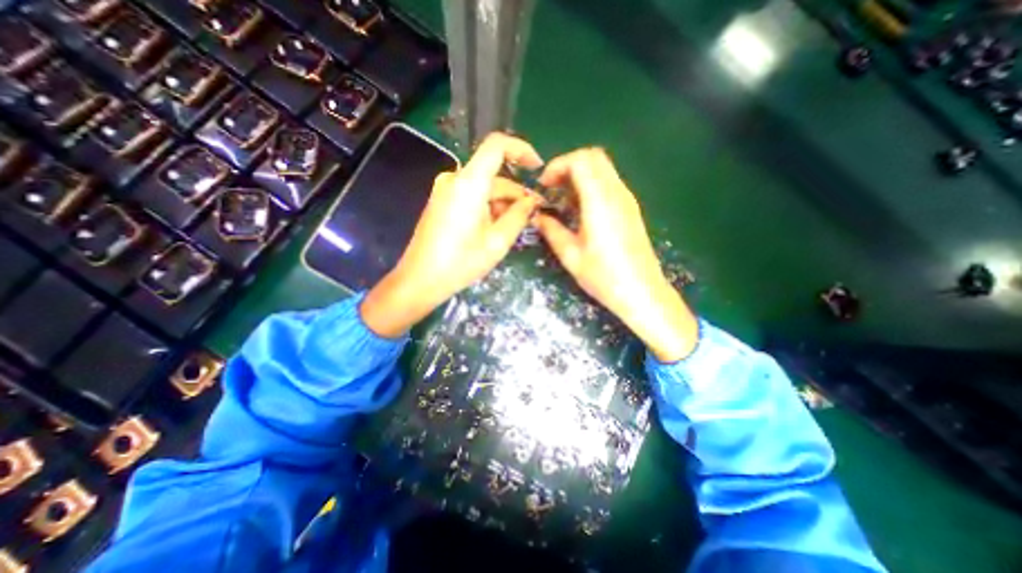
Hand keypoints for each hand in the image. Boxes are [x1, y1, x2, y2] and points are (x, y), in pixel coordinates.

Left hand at [363, 133, 547, 336]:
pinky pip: (471, 195)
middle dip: (515, 192)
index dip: (521, 150)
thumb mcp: (497, 242)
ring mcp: (445, 190)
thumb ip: (519, 216)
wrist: (420, 280)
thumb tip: (533, 201)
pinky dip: (487, 206)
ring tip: (515, 227)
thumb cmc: (460, 263)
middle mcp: (454, 179)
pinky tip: (495, 227)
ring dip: (502, 203)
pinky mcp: (442, 201)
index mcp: (469, 183)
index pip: (497, 145)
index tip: (538, 169)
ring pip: (484, 187)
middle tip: (533, 215)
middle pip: (493, 174)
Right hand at [530, 147, 699, 361]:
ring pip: (603, 169)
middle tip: (551, 188)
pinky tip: (580, 209)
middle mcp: (617, 194)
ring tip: (562, 200)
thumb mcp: (571, 256)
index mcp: (600, 202)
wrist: (642, 292)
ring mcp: (627, 200)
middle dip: (568, 166)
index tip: (544, 185)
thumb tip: (537, 217)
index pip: (581, 160)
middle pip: (594, 157)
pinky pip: (609, 183)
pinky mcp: (630, 209)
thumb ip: (551, 231)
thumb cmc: (604, 277)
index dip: (558, 165)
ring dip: (579, 175)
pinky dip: (591, 185)